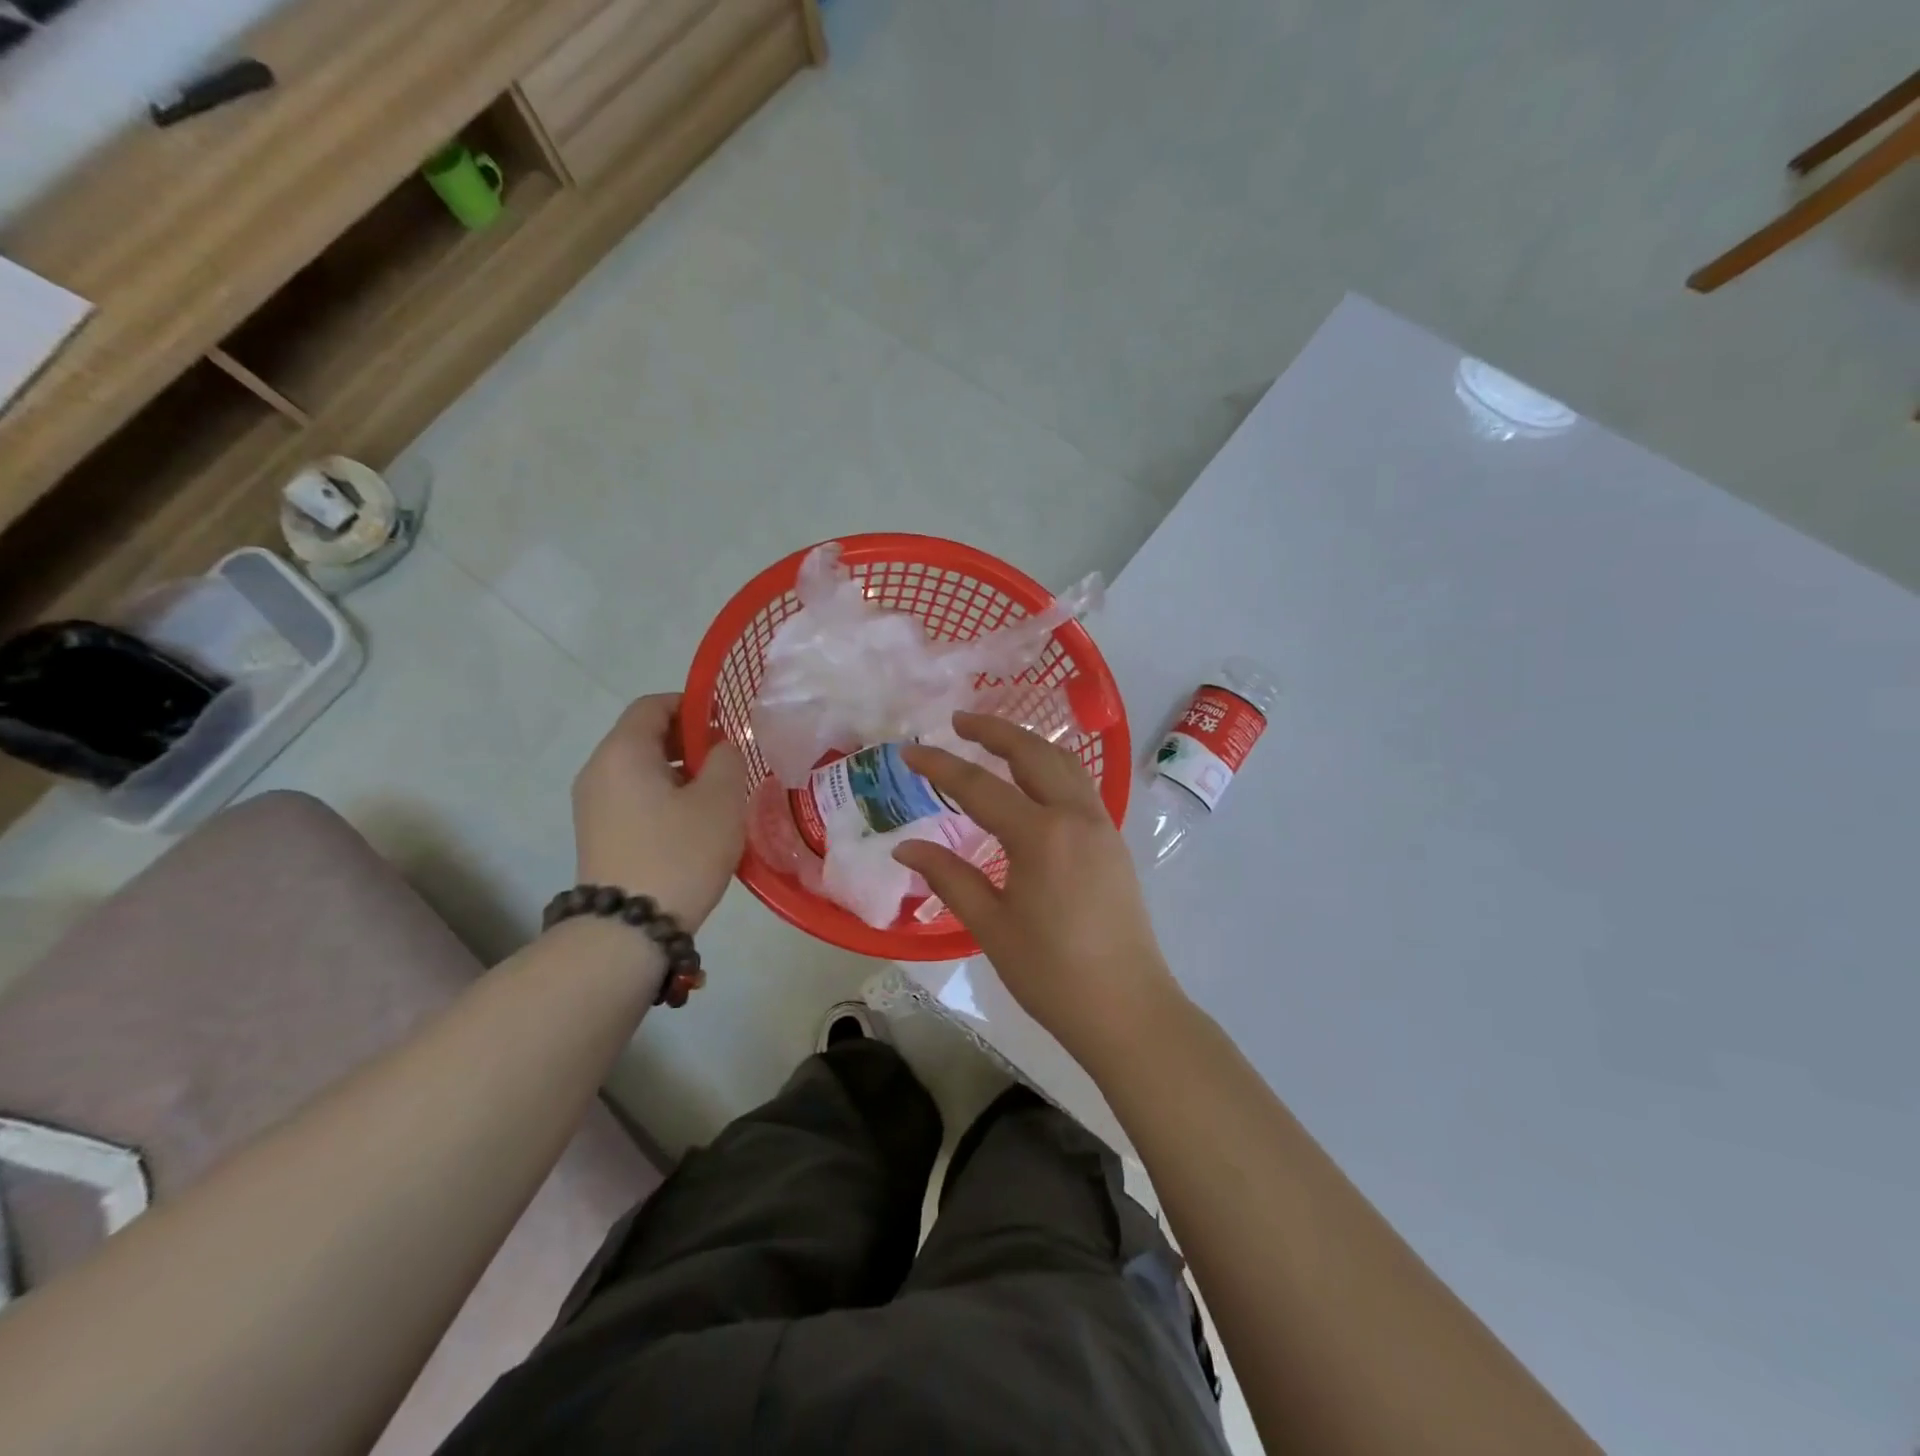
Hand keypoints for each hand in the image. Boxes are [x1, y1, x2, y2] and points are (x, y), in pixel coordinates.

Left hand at [572, 694, 747, 931]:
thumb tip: (719, 748)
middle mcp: (599, 770)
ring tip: (717, 797)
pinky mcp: (598, 834)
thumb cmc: (679, 853)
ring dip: (681, 773)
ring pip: (642, 769)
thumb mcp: (721, 799)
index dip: (693, 705)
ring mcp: (593, 805)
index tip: (727, 725)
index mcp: (623, 752)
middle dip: (690, 742)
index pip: (654, 704)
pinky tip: (694, 824)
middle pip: (645, 736)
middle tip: (729, 764)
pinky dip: (664, 797)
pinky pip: (634, 797)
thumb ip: (727, 758)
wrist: (628, 929)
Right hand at [895, 713, 1182, 1063]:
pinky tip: (1032, 783)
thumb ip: (950, 878)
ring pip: (1064, 764)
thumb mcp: (991, 926)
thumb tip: (907, 848)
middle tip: (959, 721)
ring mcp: (1101, 826)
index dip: (941, 766)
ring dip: (1028, 744)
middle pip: (1033, 754)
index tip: (909, 751)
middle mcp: (1076, 816)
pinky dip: (1051, 768)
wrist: (1127, 1008)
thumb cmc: (1052, 973)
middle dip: (995, 730)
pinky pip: (1079, 787)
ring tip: (994, 740)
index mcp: (1041, 836)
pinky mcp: (1113, 842)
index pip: (980, 787)